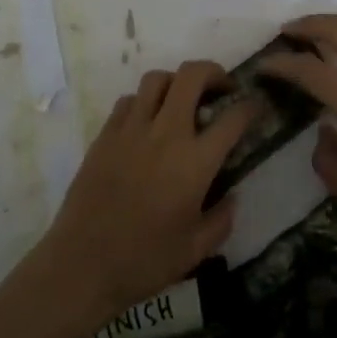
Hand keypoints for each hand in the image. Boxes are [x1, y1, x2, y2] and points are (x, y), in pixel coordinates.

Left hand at [41, 61, 256, 325]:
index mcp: (195, 162)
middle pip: (192, 76)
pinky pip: (128, 101)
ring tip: (182, 101)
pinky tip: (147, 122)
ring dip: (176, 82)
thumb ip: (222, 220)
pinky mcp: (105, 135)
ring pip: (157, 80)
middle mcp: (166, 134)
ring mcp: (131, 130)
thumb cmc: (144, 261)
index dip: (250, 107)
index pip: (233, 118)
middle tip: (221, 89)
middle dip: (213, 72)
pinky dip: (144, 102)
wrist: (81, 265)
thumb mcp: (197, 250)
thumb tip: (232, 197)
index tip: (255, 107)